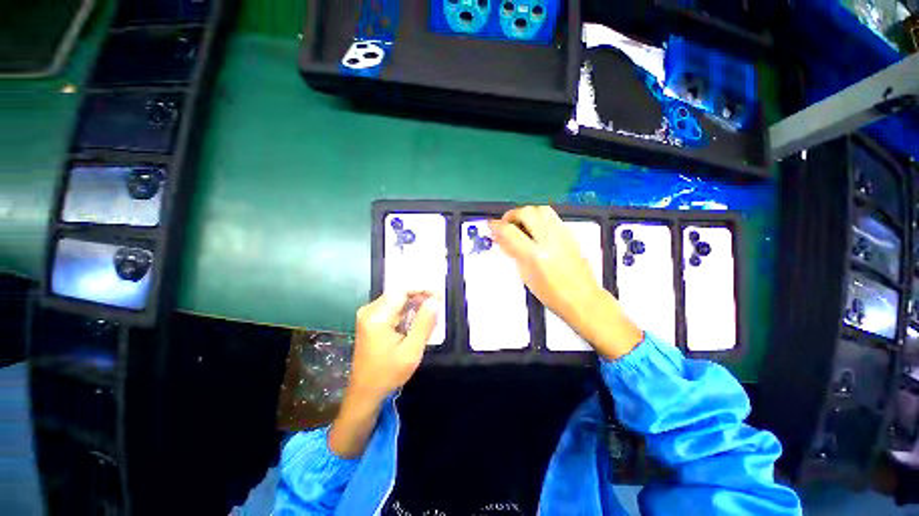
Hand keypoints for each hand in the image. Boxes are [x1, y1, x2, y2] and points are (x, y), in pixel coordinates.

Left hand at [329, 291, 439, 458]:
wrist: (364, 392)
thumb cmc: (388, 374)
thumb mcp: (411, 351)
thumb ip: (424, 323)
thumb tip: (435, 301)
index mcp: (377, 317)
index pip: (402, 291)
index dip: (422, 289)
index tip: (439, 295)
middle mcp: (369, 311)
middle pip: (398, 294)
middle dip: (419, 297)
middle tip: (436, 306)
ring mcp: (367, 315)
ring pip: (396, 300)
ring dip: (413, 304)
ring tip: (429, 314)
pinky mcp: (369, 321)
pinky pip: (391, 308)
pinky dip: (405, 311)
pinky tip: (415, 322)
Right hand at [489, 206, 642, 359]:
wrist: (582, 298)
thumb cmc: (551, 294)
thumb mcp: (526, 275)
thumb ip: (513, 252)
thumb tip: (501, 238)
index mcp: (535, 255)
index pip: (510, 231)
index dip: (496, 226)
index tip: (491, 225)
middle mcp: (550, 240)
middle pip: (527, 212)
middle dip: (512, 214)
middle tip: (507, 224)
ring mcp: (562, 235)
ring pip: (541, 209)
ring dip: (527, 213)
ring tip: (522, 224)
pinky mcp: (570, 234)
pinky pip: (552, 217)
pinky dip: (539, 218)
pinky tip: (536, 229)